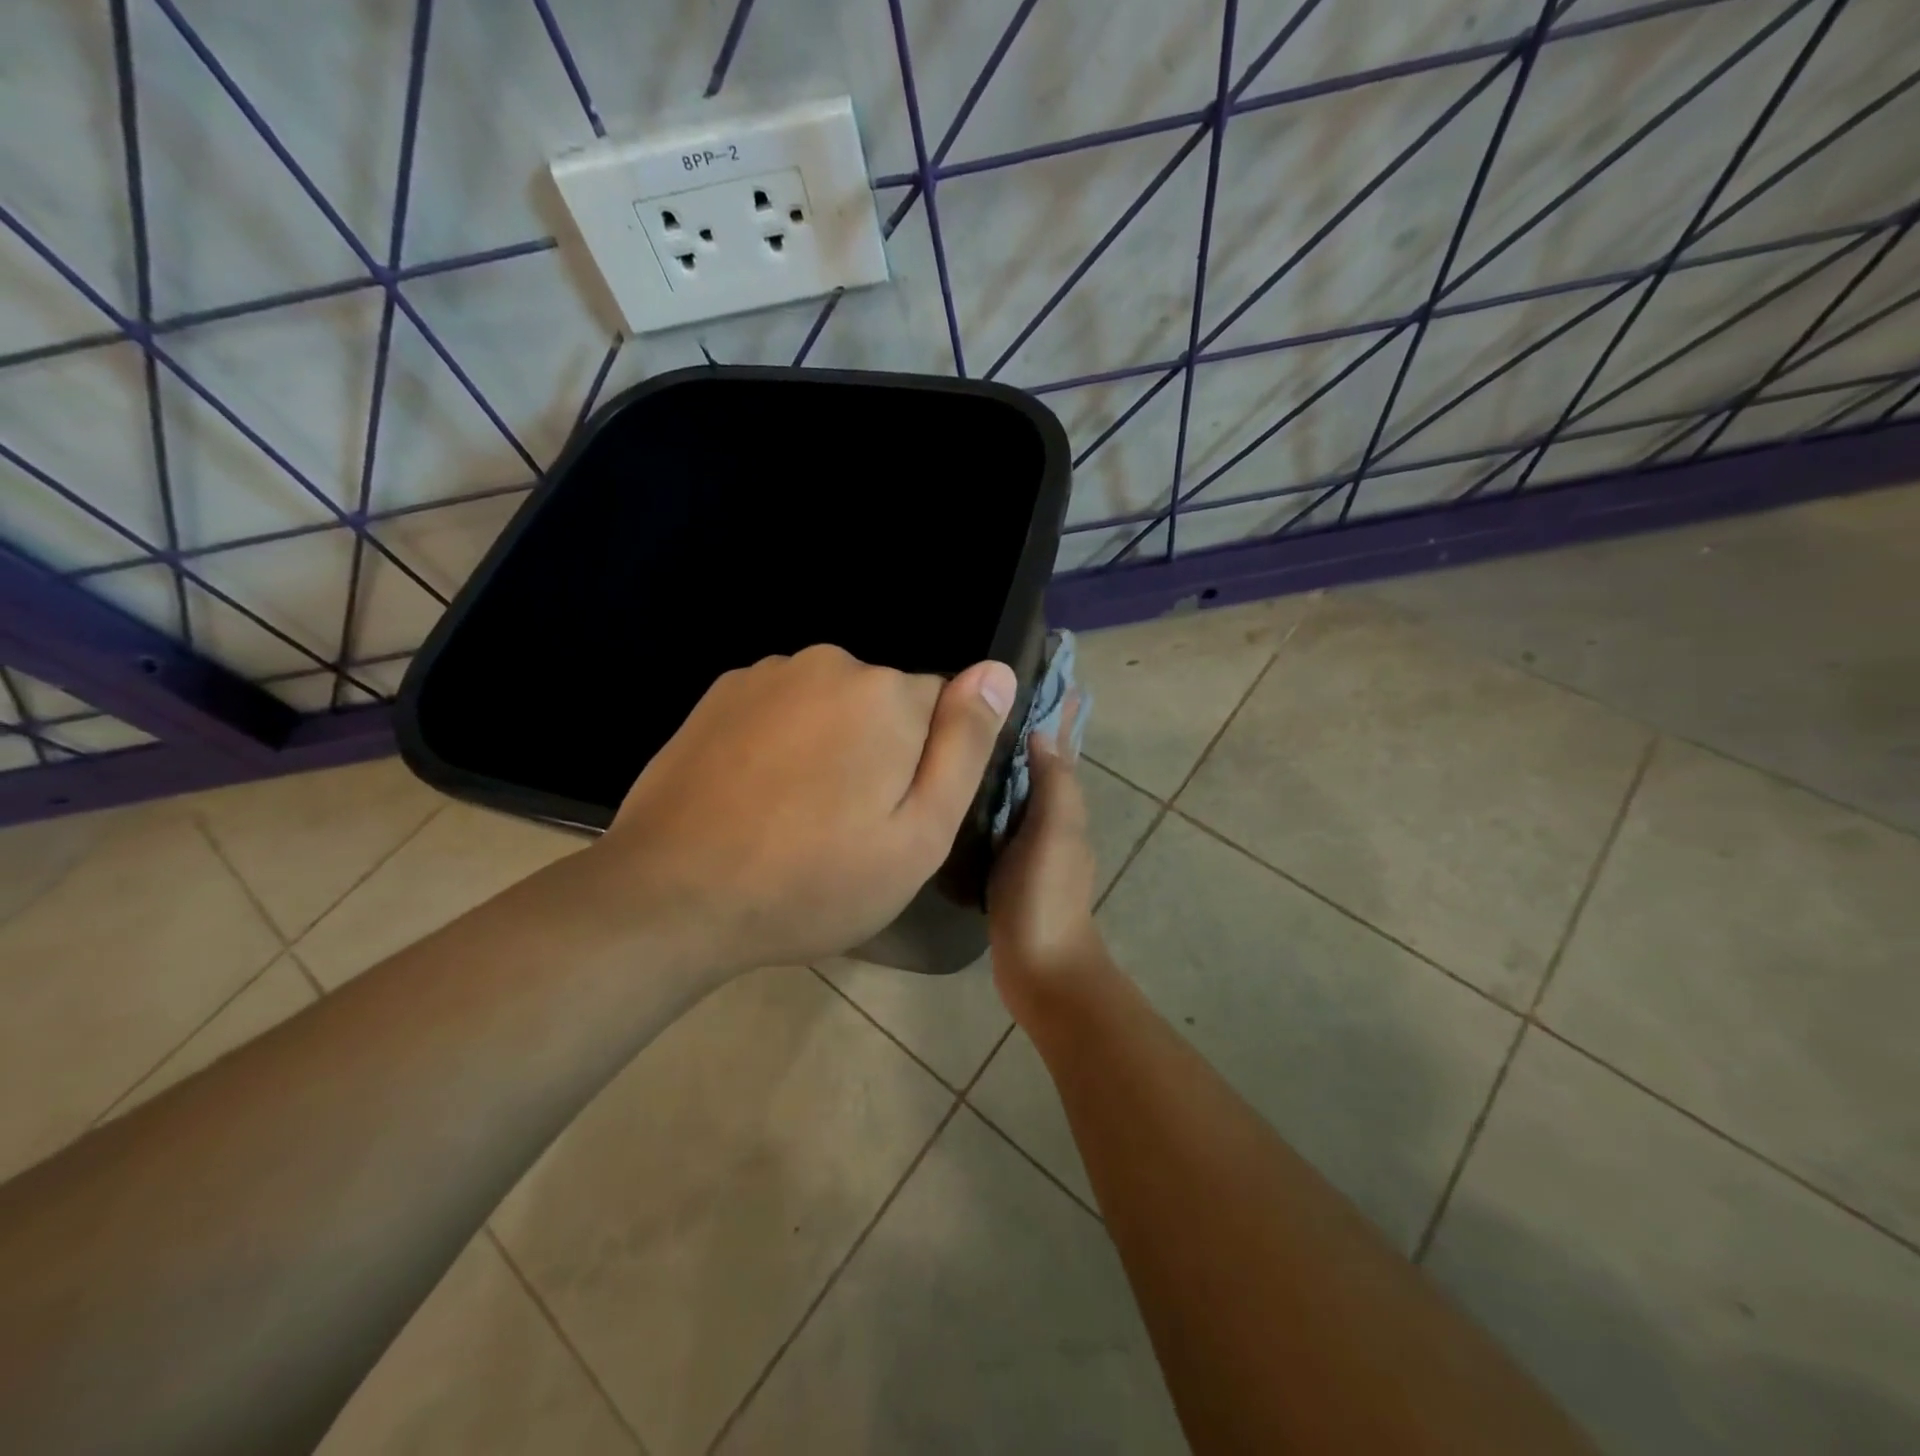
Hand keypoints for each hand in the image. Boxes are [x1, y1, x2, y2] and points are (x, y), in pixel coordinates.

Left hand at [588, 645, 1015, 971]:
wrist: (673, 897)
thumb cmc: (814, 881)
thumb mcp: (918, 835)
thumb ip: (965, 747)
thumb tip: (998, 671)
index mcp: (886, 694)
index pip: (944, 707)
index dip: (929, 764)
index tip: (896, 815)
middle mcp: (829, 663)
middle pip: (886, 703)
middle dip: (881, 751)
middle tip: (848, 825)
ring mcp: (767, 674)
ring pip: (832, 704)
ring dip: (830, 745)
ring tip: (798, 815)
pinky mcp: (721, 693)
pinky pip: (783, 708)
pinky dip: (784, 740)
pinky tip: (758, 795)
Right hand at [987, 705, 1112, 1024]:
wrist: (1042, 968)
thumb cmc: (1047, 896)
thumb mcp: (1055, 834)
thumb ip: (1054, 784)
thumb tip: (1042, 732)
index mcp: (1064, 804)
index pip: (1060, 746)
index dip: (1053, 712)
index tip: (1034, 674)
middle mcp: (1049, 818)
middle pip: (1037, 763)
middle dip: (1023, 728)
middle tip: (984, 695)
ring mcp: (1026, 843)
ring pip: (1015, 789)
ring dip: (1001, 760)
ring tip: (965, 732)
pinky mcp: (1003, 865)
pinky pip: (995, 818)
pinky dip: (984, 795)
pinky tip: (956, 789)